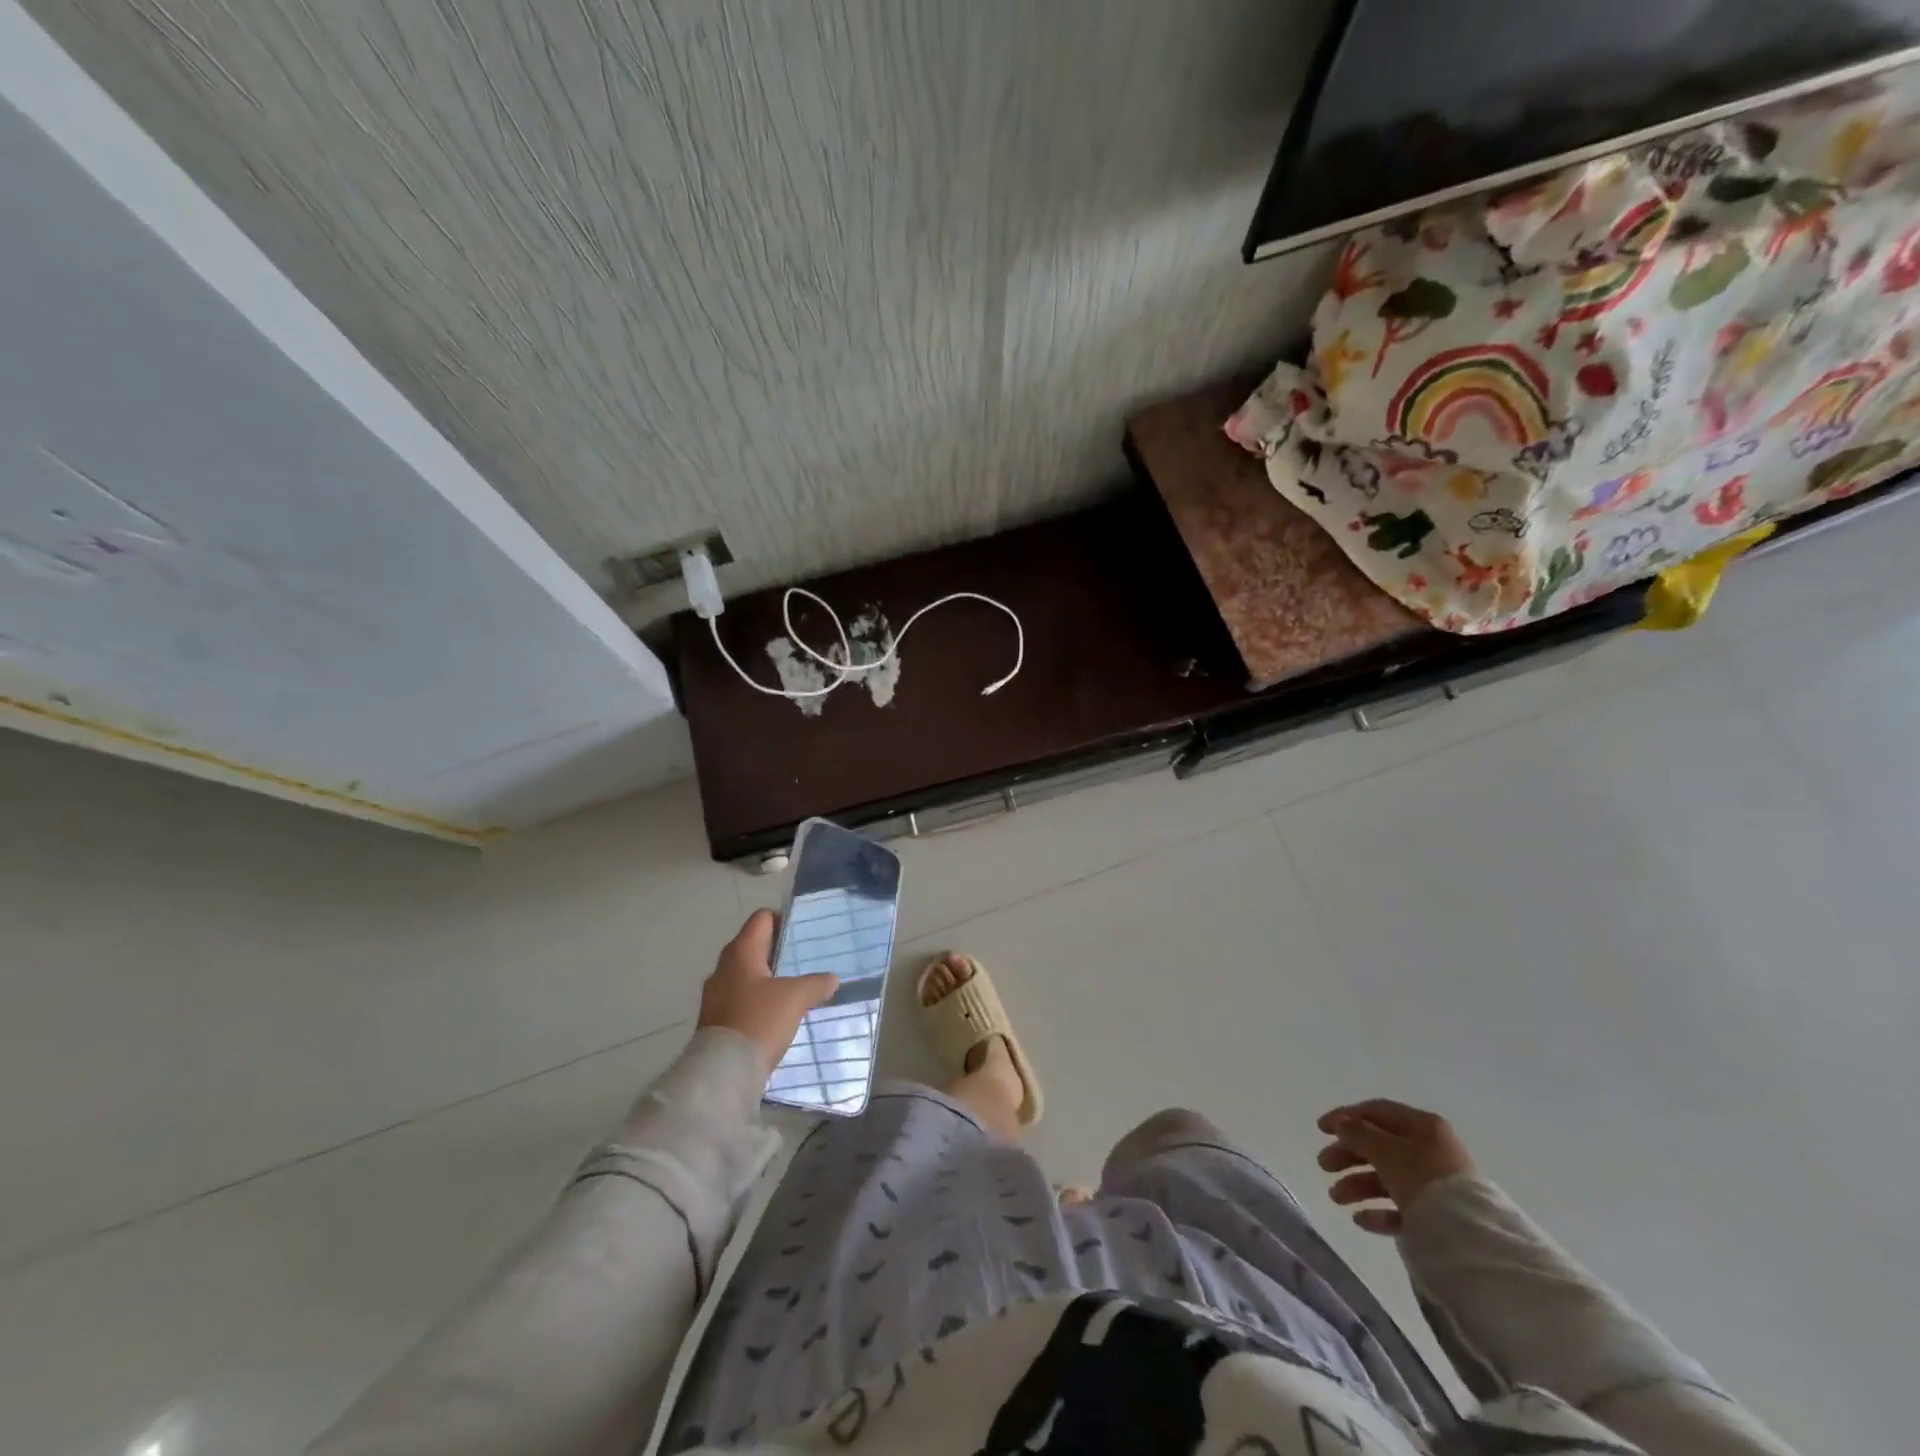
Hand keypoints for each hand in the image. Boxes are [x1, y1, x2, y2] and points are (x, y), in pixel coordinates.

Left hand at [697, 910, 839, 1078]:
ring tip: (794, 990)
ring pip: (746, 975)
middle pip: (753, 947)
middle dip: (777, 952)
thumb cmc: (759, 1020)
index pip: (761, 919)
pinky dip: (758, 1001)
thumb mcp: (795, 998)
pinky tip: (776, 1015)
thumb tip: (832, 979)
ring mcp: (715, 995)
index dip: (782, 919)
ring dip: (768, 980)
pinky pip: (741, 999)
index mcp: (740, 952)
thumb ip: (816, 983)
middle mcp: (723, 967)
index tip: (803, 933)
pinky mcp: (715, 1020)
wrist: (723, 1072)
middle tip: (803, 961)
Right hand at [1316, 1099, 1476, 1235]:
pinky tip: (1361, 1219)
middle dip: (1347, 1155)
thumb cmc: (1424, 1181)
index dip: (1346, 1116)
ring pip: (1387, 1178)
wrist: (1471, 1240)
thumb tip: (1343, 1125)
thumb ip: (1359, 1133)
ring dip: (1357, 1184)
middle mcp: (1430, 1151)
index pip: (1377, 1111)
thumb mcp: (1385, 1150)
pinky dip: (1378, 1210)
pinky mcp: (1438, 1217)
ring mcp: (1435, 1185)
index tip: (1320, 1129)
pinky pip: (1401, 1208)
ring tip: (1336, 1198)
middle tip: (1323, 1166)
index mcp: (1423, 1127)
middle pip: (1379, 1146)